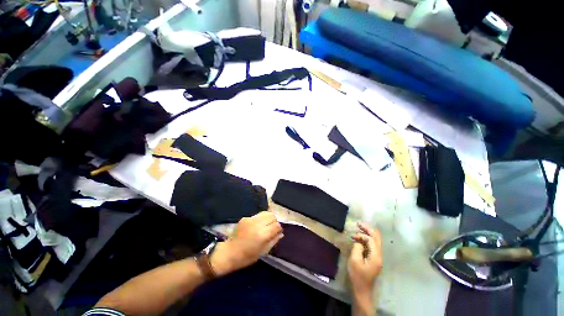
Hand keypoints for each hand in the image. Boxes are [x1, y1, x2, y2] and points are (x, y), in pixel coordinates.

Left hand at [211, 211, 282, 275]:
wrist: (229, 253)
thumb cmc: (247, 256)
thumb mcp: (263, 252)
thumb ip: (273, 241)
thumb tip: (280, 233)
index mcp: (263, 234)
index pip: (277, 225)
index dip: (279, 229)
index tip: (277, 233)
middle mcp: (258, 224)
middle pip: (272, 216)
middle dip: (274, 222)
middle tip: (271, 229)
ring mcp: (251, 219)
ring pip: (266, 213)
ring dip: (268, 218)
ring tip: (265, 225)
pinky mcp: (245, 217)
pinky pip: (257, 215)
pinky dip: (260, 219)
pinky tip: (256, 226)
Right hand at [348, 223, 381, 296]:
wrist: (362, 290)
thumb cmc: (357, 276)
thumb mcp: (354, 260)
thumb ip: (357, 247)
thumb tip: (359, 242)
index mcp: (376, 256)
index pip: (371, 240)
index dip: (362, 235)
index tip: (353, 236)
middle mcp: (379, 255)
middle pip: (376, 238)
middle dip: (368, 229)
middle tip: (359, 223)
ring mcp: (377, 258)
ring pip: (375, 241)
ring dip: (367, 234)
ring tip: (359, 229)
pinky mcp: (374, 260)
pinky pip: (372, 246)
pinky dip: (367, 240)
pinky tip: (360, 239)